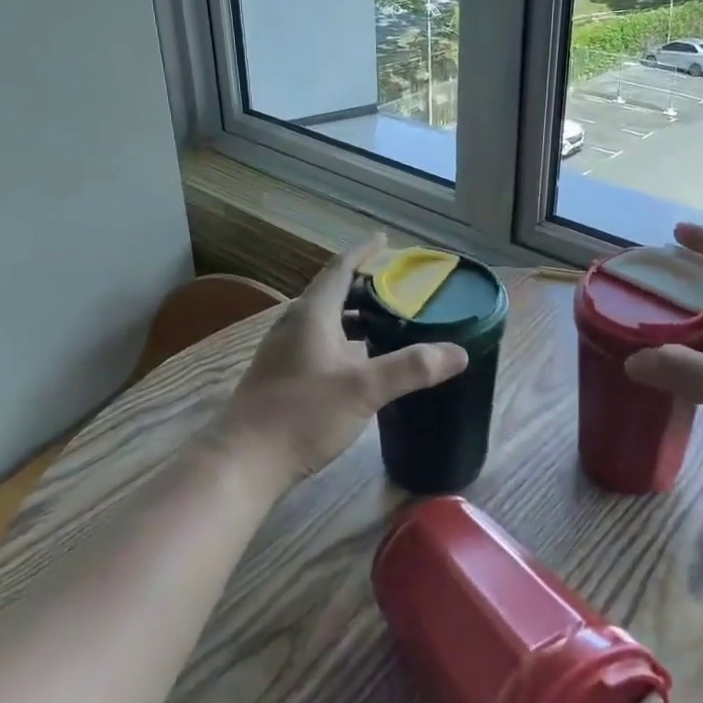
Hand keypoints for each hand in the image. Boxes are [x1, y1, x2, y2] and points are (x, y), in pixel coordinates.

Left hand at [210, 236, 467, 490]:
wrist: (244, 461)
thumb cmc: (302, 414)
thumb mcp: (364, 388)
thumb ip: (411, 368)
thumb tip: (458, 352)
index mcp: (312, 314)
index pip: (340, 269)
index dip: (363, 252)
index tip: (384, 240)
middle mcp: (294, 325)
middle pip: (332, 292)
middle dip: (364, 286)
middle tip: (397, 288)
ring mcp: (282, 351)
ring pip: (324, 320)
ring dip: (353, 315)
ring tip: (385, 322)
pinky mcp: (280, 376)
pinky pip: (317, 342)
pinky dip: (343, 340)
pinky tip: (358, 362)